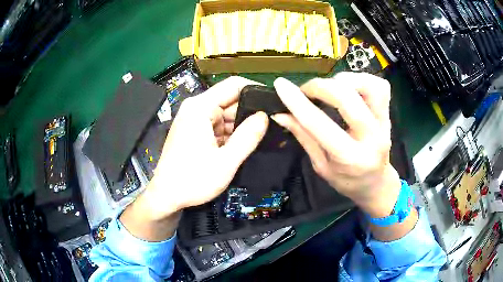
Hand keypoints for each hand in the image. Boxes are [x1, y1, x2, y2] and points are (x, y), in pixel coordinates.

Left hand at [121, 76, 267, 240]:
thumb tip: (264, 116)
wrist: (166, 196)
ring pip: (226, 115)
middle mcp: (196, 108)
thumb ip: (247, 137)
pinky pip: (218, 126)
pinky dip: (230, 135)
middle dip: (249, 114)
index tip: (274, 104)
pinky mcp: (195, 131)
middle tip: (271, 127)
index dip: (256, 91)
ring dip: (241, 127)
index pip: (234, 85)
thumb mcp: (225, 162)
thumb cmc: (192, 180)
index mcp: (200, 107)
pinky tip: (241, 146)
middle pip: (230, 101)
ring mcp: (194, 119)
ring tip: (259, 139)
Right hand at [272, 73, 400, 217]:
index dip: (297, 102)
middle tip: (307, 91)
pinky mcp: (389, 114)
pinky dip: (361, 80)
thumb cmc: (347, 180)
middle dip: (320, 86)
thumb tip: (280, 114)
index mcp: (350, 158)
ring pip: (368, 86)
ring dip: (344, 80)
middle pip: (347, 98)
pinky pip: (380, 86)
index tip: (280, 85)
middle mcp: (371, 138)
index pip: (320, 124)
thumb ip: (304, 137)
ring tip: (331, 88)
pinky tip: (349, 87)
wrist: (376, 183)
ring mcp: (384, 123)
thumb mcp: (321, 166)